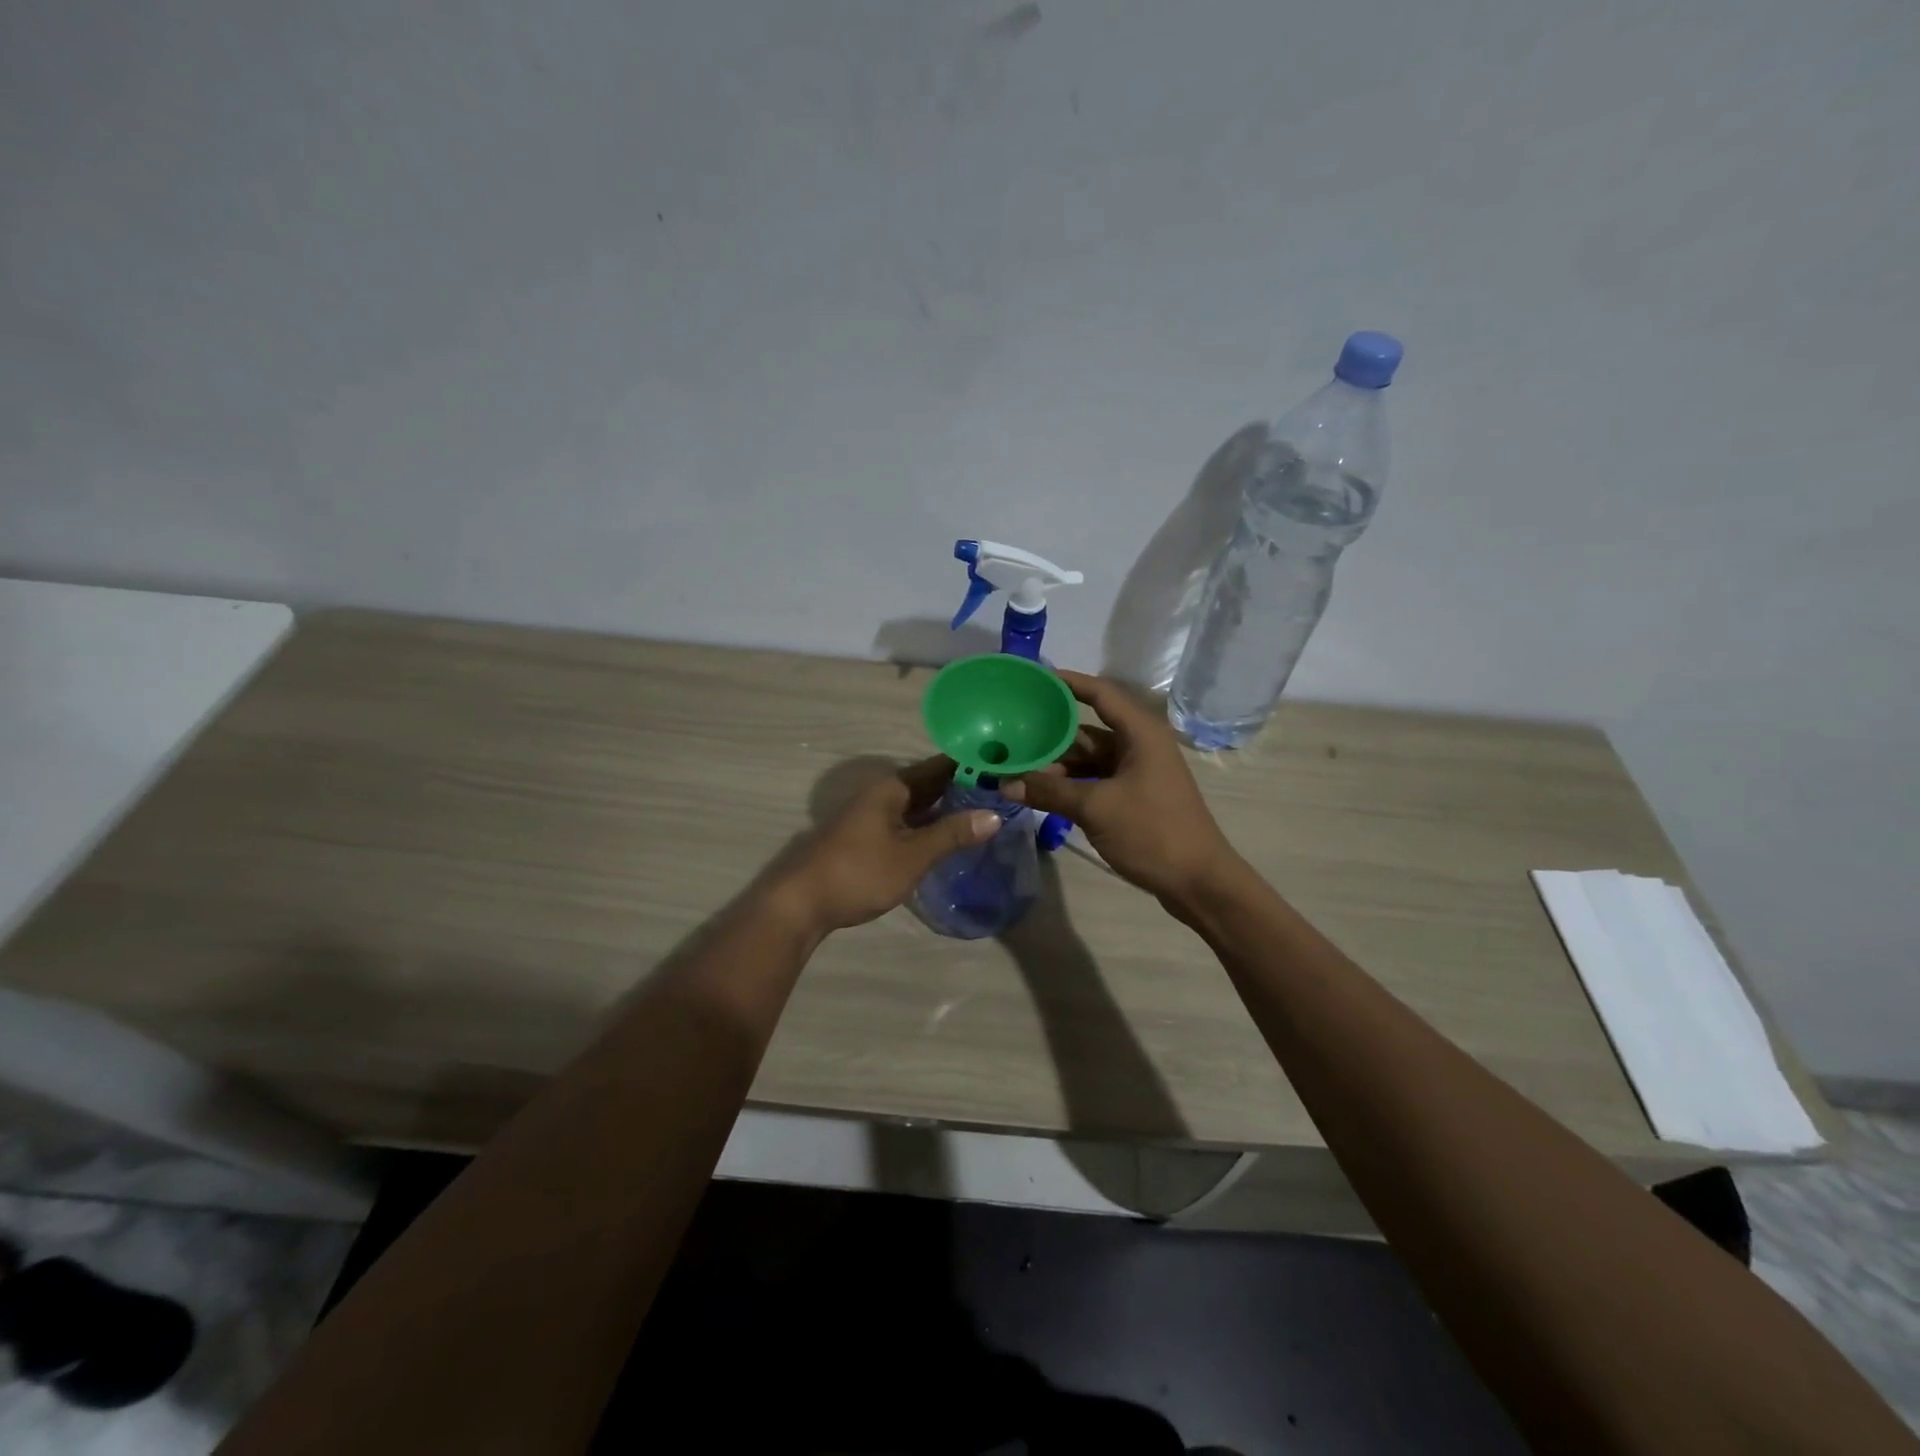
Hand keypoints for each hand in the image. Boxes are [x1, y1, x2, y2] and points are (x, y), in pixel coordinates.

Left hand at [773, 757, 997, 933]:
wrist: (802, 903)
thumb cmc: (859, 872)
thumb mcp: (912, 855)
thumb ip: (952, 834)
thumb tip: (994, 815)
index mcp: (893, 788)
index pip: (940, 767)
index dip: (972, 766)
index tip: (1005, 768)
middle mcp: (883, 794)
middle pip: (930, 784)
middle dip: (964, 788)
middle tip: (1004, 793)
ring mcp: (873, 816)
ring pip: (919, 805)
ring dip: (948, 808)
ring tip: (987, 813)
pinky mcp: (869, 837)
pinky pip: (908, 822)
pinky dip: (931, 825)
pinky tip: (950, 837)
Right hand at [1001, 670, 1236, 903]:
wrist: (1199, 883)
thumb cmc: (1152, 832)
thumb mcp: (1095, 808)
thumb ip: (1049, 791)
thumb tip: (1004, 783)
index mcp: (1140, 734)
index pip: (1100, 694)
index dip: (1068, 682)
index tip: (1034, 678)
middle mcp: (1139, 746)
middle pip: (1086, 732)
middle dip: (1050, 737)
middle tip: (1009, 737)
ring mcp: (1137, 773)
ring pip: (1088, 760)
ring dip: (1057, 767)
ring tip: (1016, 770)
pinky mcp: (1134, 797)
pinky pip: (1095, 781)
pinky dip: (1070, 785)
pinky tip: (1041, 793)